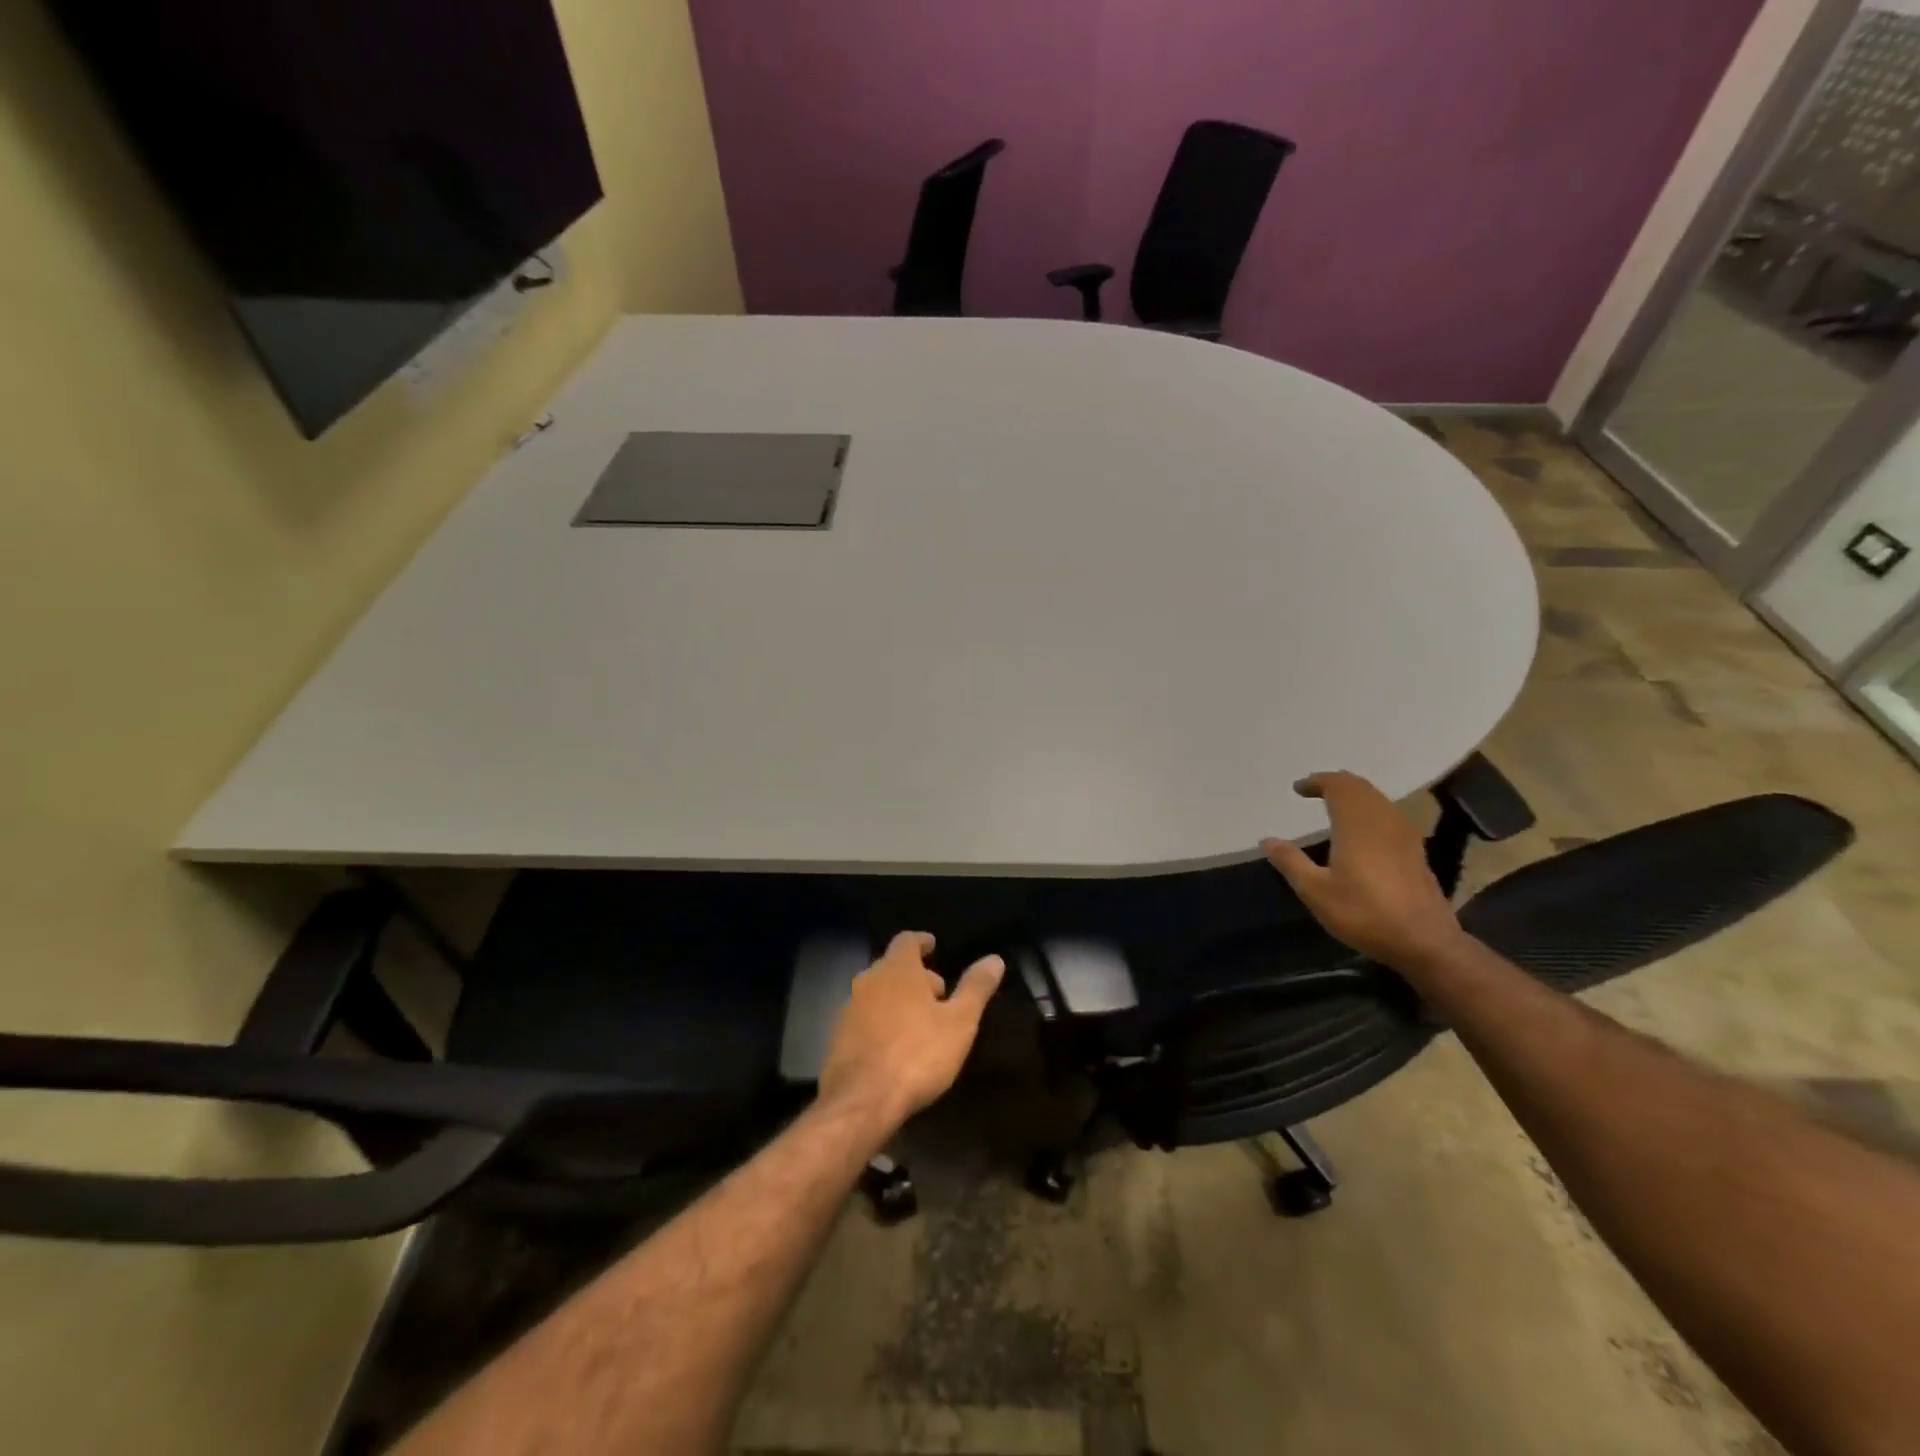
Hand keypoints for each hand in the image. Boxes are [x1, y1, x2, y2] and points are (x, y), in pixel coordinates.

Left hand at [817, 932, 1004, 1131]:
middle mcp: (868, 980)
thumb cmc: (918, 1054)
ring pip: (876, 993)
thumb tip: (995, 959)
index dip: (921, 942)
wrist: (862, 1101)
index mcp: (897, 969)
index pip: (907, 940)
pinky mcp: (837, 1038)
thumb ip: (975, 988)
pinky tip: (894, 1045)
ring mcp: (848, 1009)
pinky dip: (880, 1022)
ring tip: (919, 1020)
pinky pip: (863, 1019)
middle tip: (937, 992)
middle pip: (892, 967)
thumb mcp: (959, 1022)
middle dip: (914, 975)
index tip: (933, 946)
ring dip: (896, 999)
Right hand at [1261, 771, 1466, 967]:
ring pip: (1378, 800)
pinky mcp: (1416, 851)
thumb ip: (1290, 862)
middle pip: (1361, 788)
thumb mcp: (1316, 892)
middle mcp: (1383, 821)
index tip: (1298, 788)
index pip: (1339, 786)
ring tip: (1334, 806)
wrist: (1425, 942)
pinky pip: (1389, 815)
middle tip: (1314, 791)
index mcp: (1357, 825)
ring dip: (1355, 796)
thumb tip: (1268, 840)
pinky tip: (1362, 831)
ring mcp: (1404, 835)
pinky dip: (1370, 811)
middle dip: (1336, 784)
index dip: (1318, 781)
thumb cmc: (1364, 913)